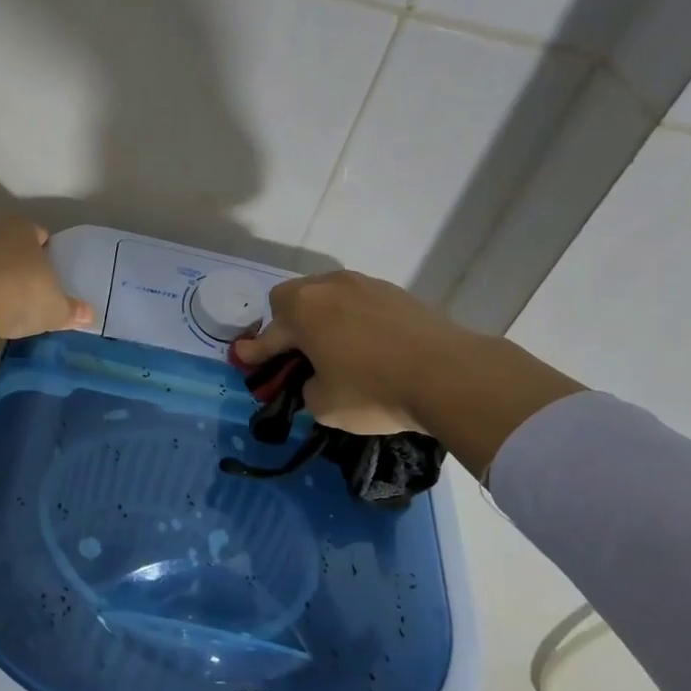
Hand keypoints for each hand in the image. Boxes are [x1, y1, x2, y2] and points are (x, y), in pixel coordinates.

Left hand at [0, 218, 93, 339]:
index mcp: (20, 230)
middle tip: (15, 294)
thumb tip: (90, 315)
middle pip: (0, 243)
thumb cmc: (18, 296)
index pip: (37, 234)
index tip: (43, 277)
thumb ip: (72, 310)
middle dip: (6, 262)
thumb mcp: (54, 308)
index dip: (42, 254)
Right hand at [233, 270, 581, 473]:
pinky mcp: (395, 292)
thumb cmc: (374, 390)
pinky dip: (352, 319)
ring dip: (321, 318)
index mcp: (303, 310)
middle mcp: (328, 287)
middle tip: (295, 353)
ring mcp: (364, 284)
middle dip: (286, 324)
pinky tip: (367, 344)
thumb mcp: (325, 405)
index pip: (269, 333)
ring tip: (333, 347)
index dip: (255, 350)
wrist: (448, 374)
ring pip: (328, 296)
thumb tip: (317, 379)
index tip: (242, 357)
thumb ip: (308, 388)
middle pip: (293, 298)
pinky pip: (358, 302)